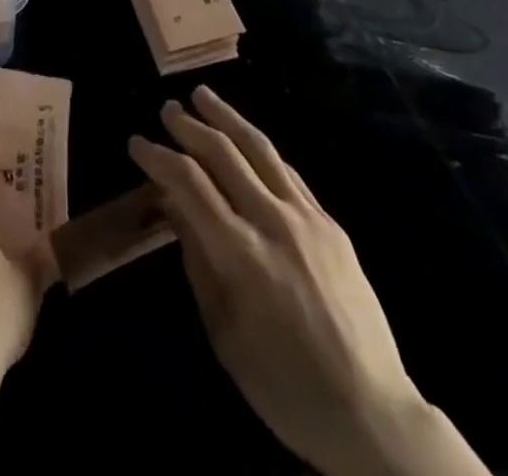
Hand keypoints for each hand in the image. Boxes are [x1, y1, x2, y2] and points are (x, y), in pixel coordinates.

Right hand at [131, 85, 472, 475]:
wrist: (371, 412)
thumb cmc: (284, 386)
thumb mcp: (224, 334)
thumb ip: (196, 261)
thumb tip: (173, 206)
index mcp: (240, 254)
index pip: (188, 183)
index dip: (158, 157)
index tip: (137, 143)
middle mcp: (273, 221)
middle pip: (223, 153)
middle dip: (188, 126)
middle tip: (166, 109)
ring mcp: (307, 217)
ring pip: (259, 149)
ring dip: (227, 117)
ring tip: (203, 94)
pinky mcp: (330, 223)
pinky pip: (288, 172)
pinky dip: (260, 149)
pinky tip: (247, 140)